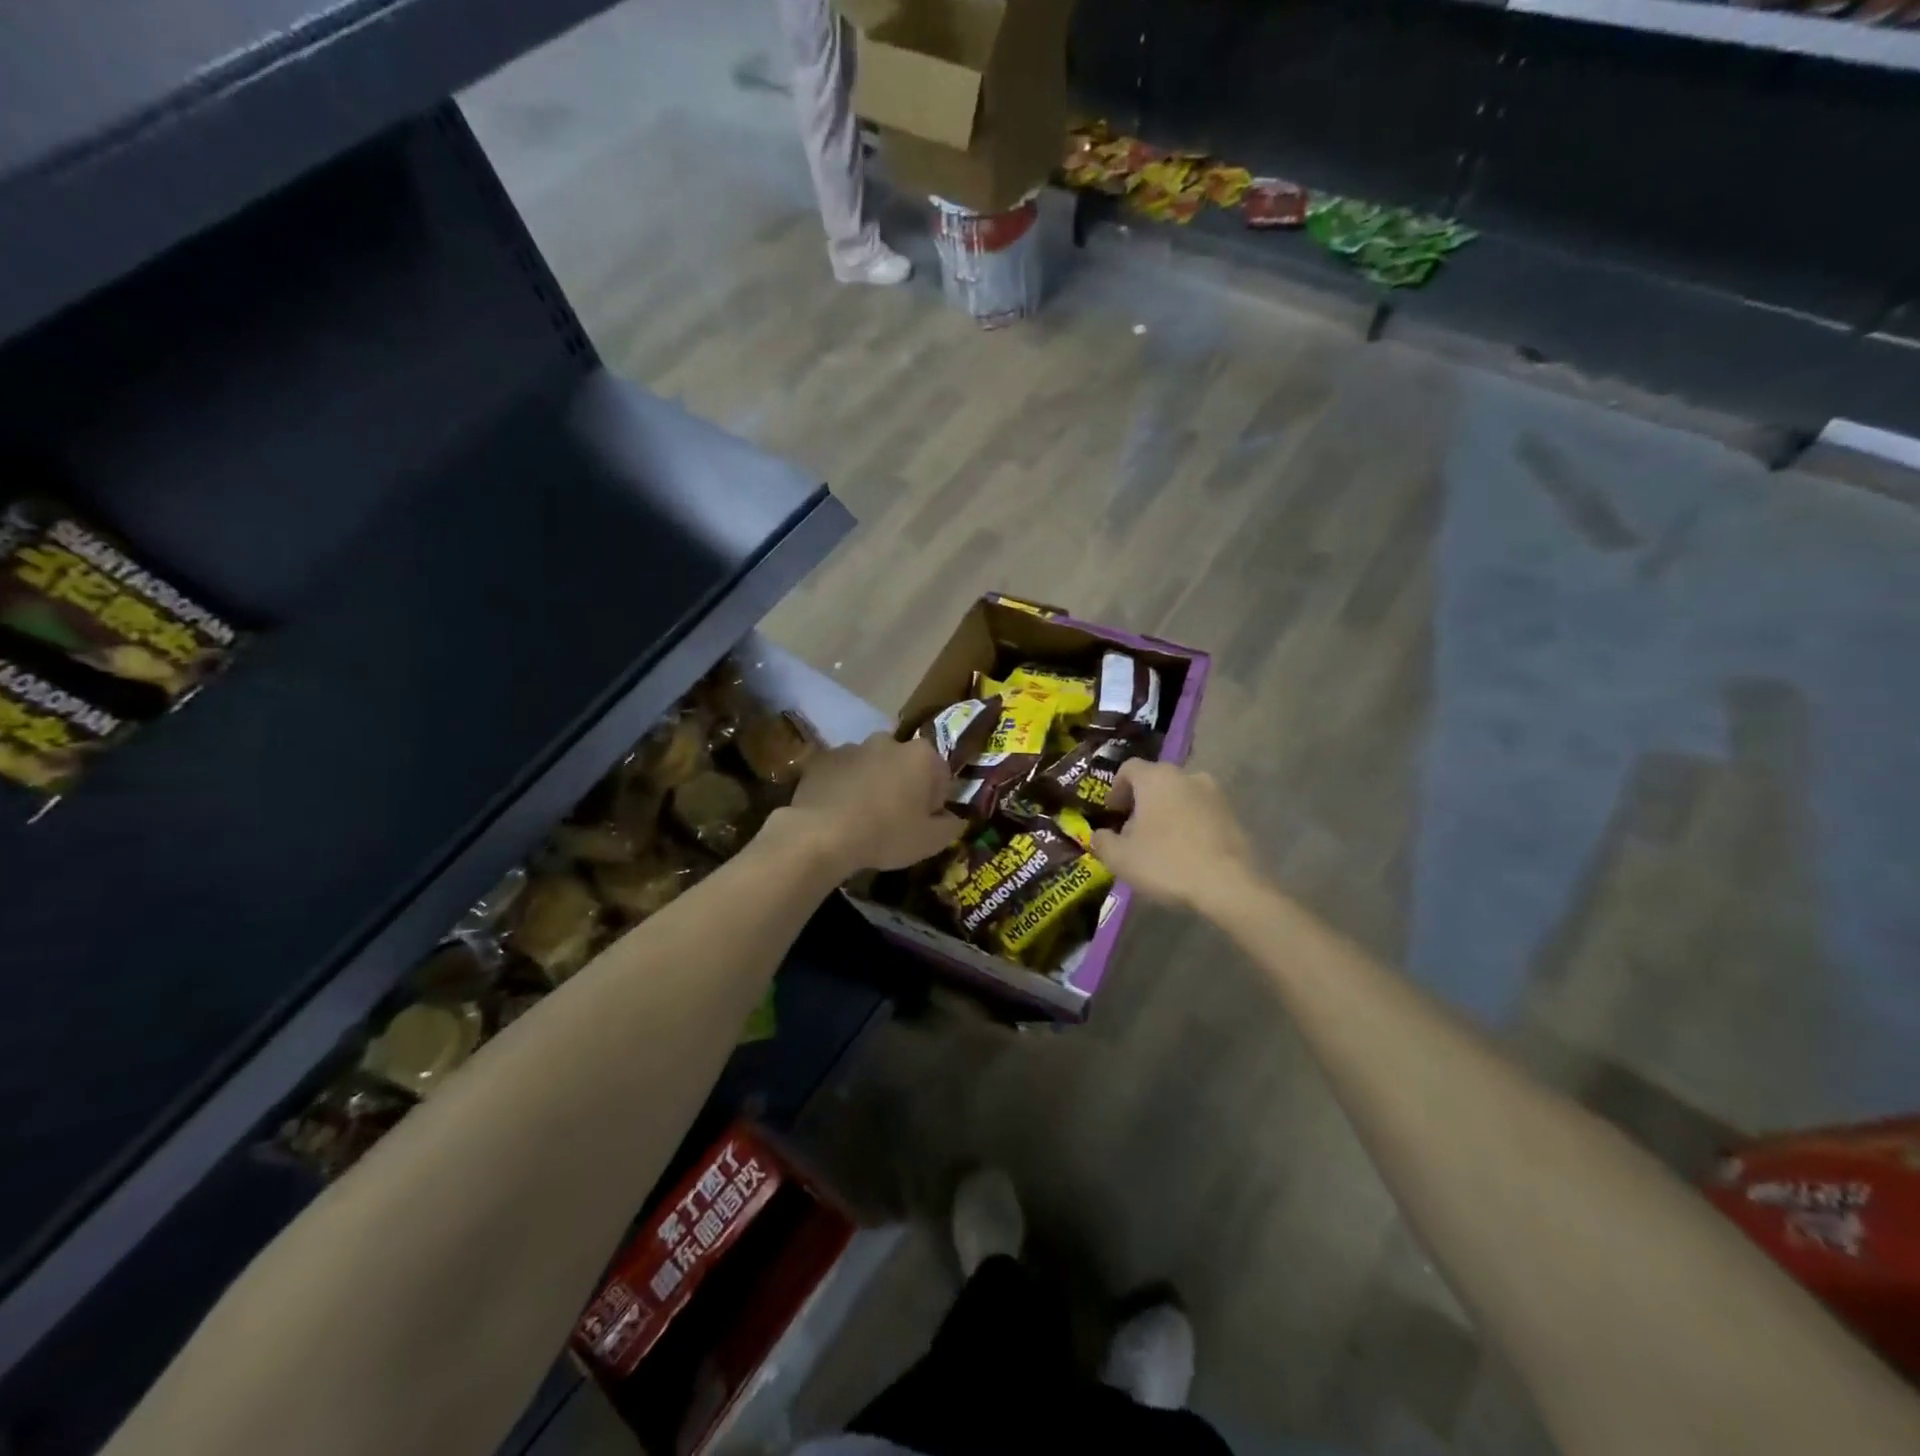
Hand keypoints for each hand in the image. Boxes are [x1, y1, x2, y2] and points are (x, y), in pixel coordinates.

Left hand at [782, 732, 961, 875]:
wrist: (822, 834)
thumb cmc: (887, 835)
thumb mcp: (931, 841)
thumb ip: (951, 826)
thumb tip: (957, 819)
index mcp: (922, 756)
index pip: (940, 774)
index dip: (935, 800)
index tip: (924, 821)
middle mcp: (889, 742)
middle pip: (904, 764)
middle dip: (903, 784)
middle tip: (894, 818)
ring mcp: (852, 746)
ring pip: (871, 765)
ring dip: (872, 783)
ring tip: (861, 816)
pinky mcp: (822, 758)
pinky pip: (841, 772)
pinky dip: (843, 786)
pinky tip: (837, 812)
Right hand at [1090, 759, 1260, 912]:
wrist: (1229, 885)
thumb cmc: (1166, 863)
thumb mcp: (1120, 858)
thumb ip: (1102, 841)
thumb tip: (1099, 835)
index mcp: (1156, 777)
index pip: (1129, 768)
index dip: (1116, 789)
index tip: (1112, 813)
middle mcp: (1187, 776)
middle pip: (1156, 781)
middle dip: (1142, 802)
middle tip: (1133, 831)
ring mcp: (1215, 794)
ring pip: (1181, 796)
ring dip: (1167, 813)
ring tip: (1160, 843)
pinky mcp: (1234, 815)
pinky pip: (1202, 813)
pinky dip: (1190, 825)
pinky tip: (1186, 852)